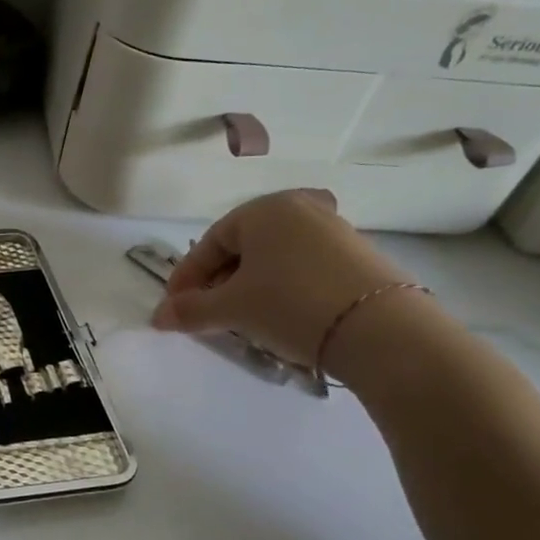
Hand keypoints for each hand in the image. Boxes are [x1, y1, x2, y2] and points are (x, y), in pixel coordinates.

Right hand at [151, 189, 419, 369]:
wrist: (381, 330)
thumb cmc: (290, 304)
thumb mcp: (232, 309)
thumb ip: (190, 310)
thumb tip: (158, 318)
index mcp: (264, 209)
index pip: (210, 242)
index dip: (186, 277)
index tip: (174, 308)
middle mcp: (300, 208)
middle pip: (242, 248)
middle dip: (218, 283)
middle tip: (206, 314)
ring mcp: (334, 230)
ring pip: (273, 259)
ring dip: (250, 287)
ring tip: (242, 320)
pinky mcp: (359, 256)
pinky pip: (303, 268)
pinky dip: (282, 289)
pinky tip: (281, 316)